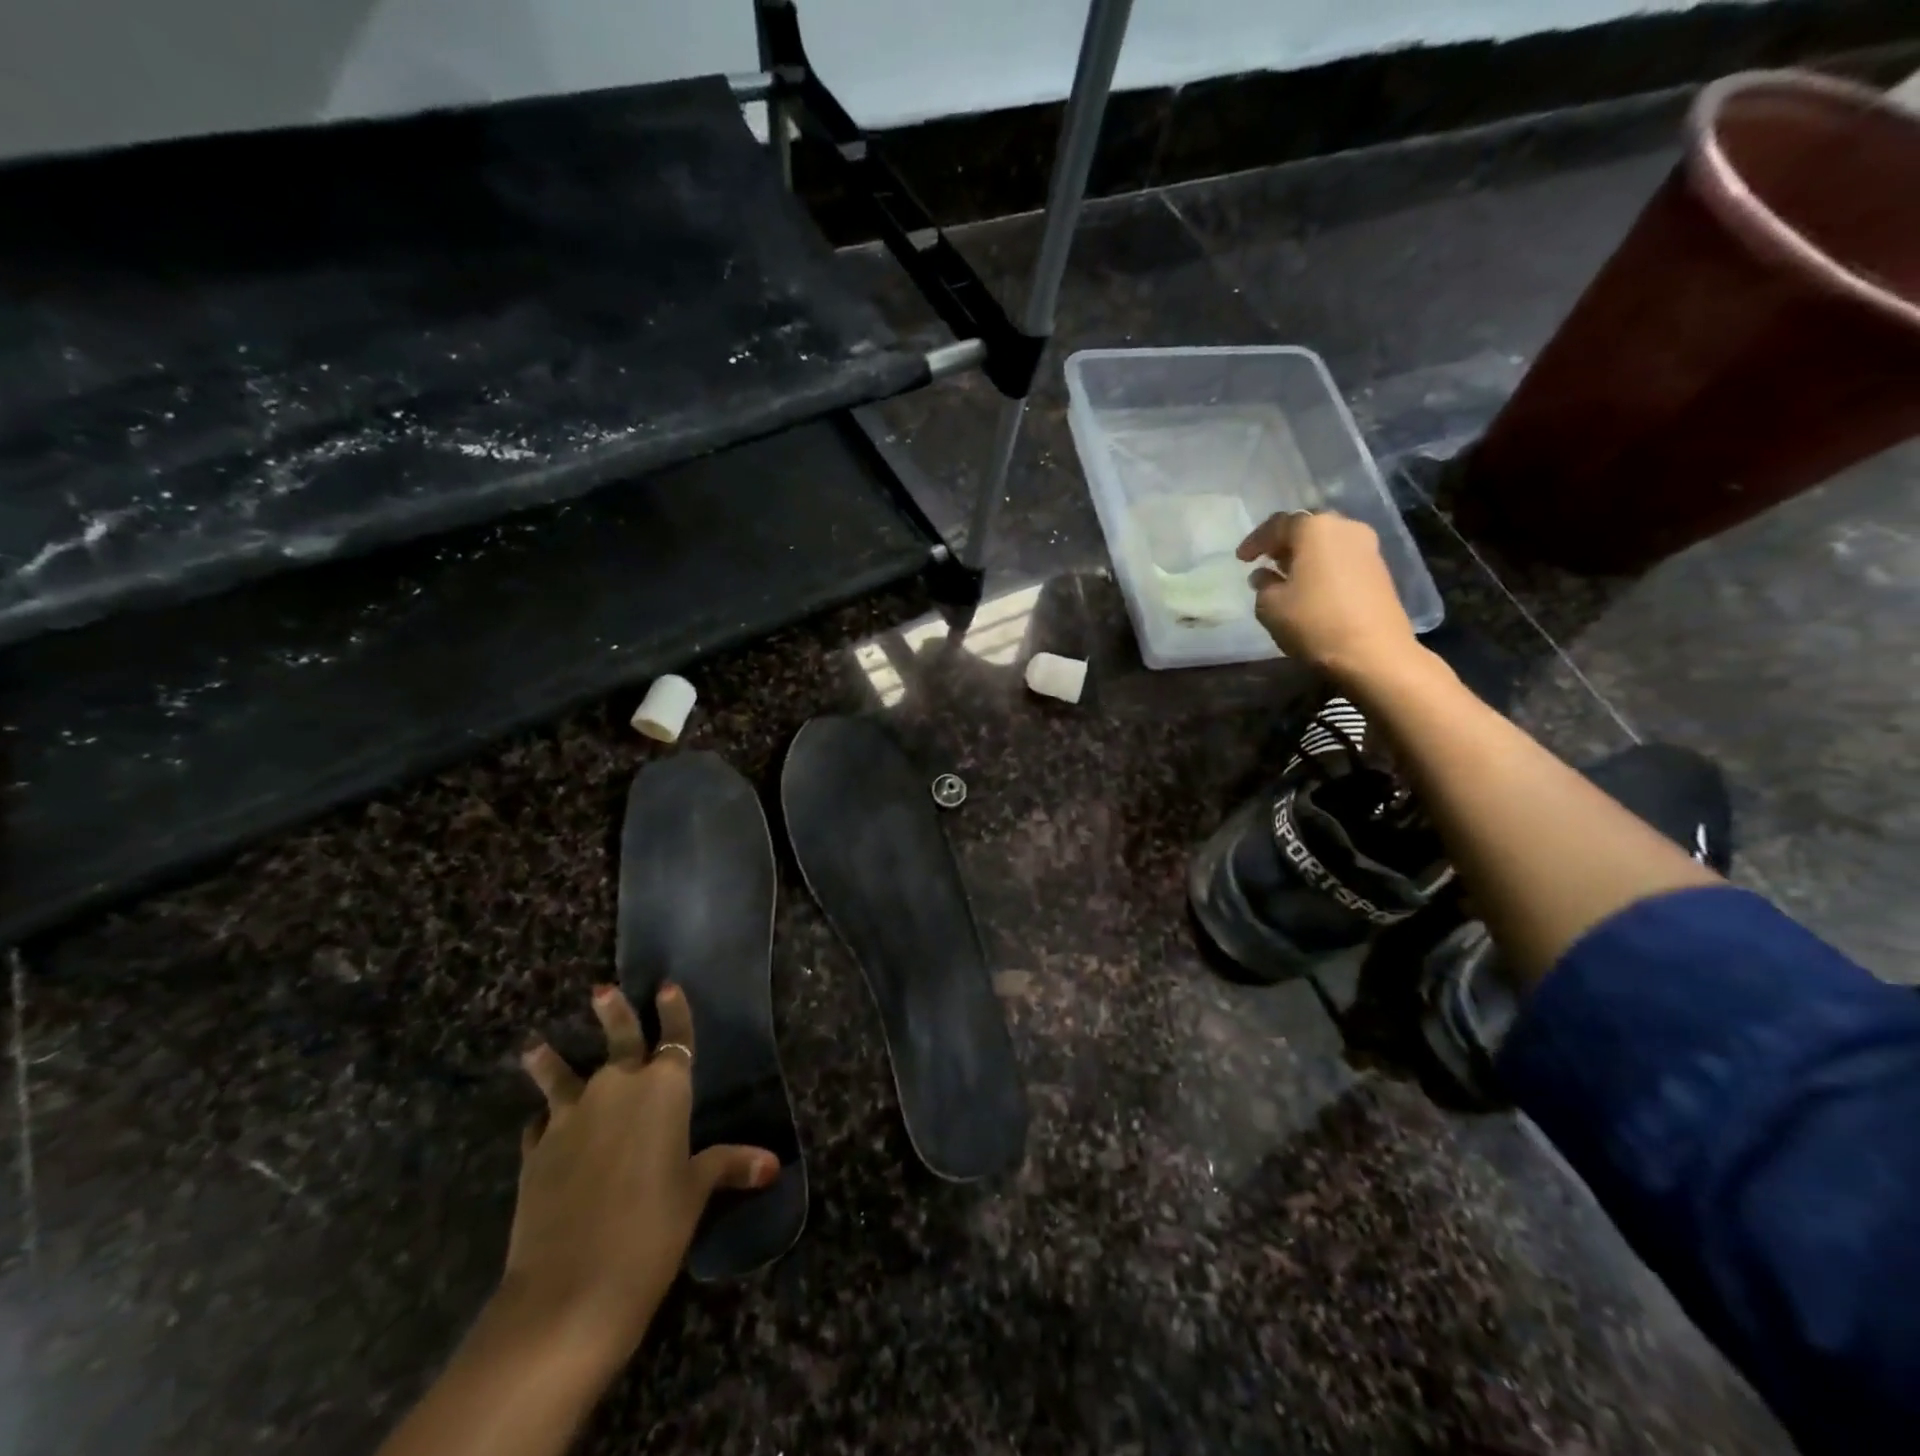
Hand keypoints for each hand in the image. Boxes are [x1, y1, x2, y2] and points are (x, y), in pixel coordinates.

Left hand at [503, 983, 777, 1369]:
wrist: (570, 1288)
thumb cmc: (652, 1229)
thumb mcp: (695, 1193)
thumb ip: (728, 1166)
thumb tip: (772, 1164)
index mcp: (664, 1089)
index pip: (674, 1036)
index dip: (673, 1011)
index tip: (666, 987)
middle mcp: (617, 1088)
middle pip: (617, 1039)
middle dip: (613, 1012)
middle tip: (601, 990)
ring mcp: (571, 1117)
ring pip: (562, 1075)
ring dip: (552, 1061)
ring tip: (536, 1047)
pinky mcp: (536, 1151)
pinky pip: (541, 1123)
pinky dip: (544, 1120)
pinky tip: (540, 1126)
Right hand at [1238, 510, 1420, 683]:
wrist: (1373, 653)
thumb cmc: (1314, 622)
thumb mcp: (1270, 606)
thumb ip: (1263, 585)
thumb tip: (1265, 575)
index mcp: (1315, 528)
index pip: (1277, 524)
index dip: (1255, 541)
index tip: (1241, 559)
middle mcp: (1345, 527)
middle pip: (1307, 528)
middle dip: (1284, 543)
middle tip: (1266, 561)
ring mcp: (1368, 547)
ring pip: (1327, 543)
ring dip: (1305, 556)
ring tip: (1287, 577)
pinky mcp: (1380, 570)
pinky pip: (1342, 559)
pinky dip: (1323, 567)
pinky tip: (1312, 588)